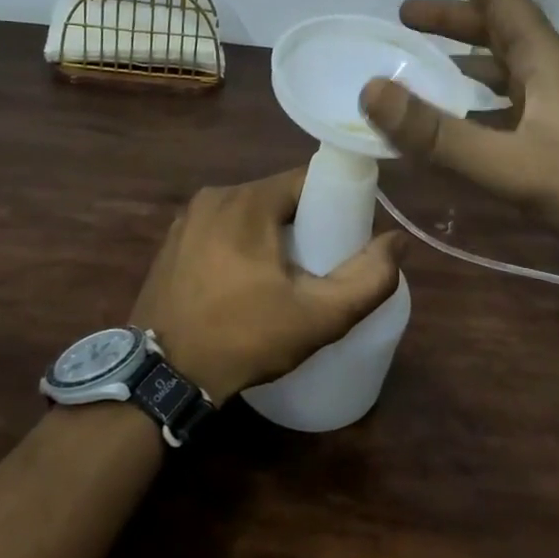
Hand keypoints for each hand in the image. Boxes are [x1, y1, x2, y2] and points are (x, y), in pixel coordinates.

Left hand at [130, 170, 405, 401]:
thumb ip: (368, 279)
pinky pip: (221, 230)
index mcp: (247, 200)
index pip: (308, 180)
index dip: (335, 205)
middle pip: (278, 197)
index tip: (347, 239)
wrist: (161, 376)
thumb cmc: (242, 338)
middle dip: (304, 225)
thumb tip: (398, 241)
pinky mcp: (172, 242)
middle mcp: (214, 196)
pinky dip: (240, 246)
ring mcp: (187, 218)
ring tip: (284, 281)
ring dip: (271, 237)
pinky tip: (244, 285)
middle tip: (319, 267)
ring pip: (249, 214)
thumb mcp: (318, 317)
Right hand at [360, 0, 558, 304]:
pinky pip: (511, 106)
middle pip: (500, 31)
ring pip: (506, 69)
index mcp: (546, 62)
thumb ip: (437, 132)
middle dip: (453, 18)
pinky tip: (461, 123)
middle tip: (405, 16)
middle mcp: (555, 76)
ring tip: (424, 64)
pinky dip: (478, 102)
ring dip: (465, 58)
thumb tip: (370, 90)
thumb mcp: (510, 163)